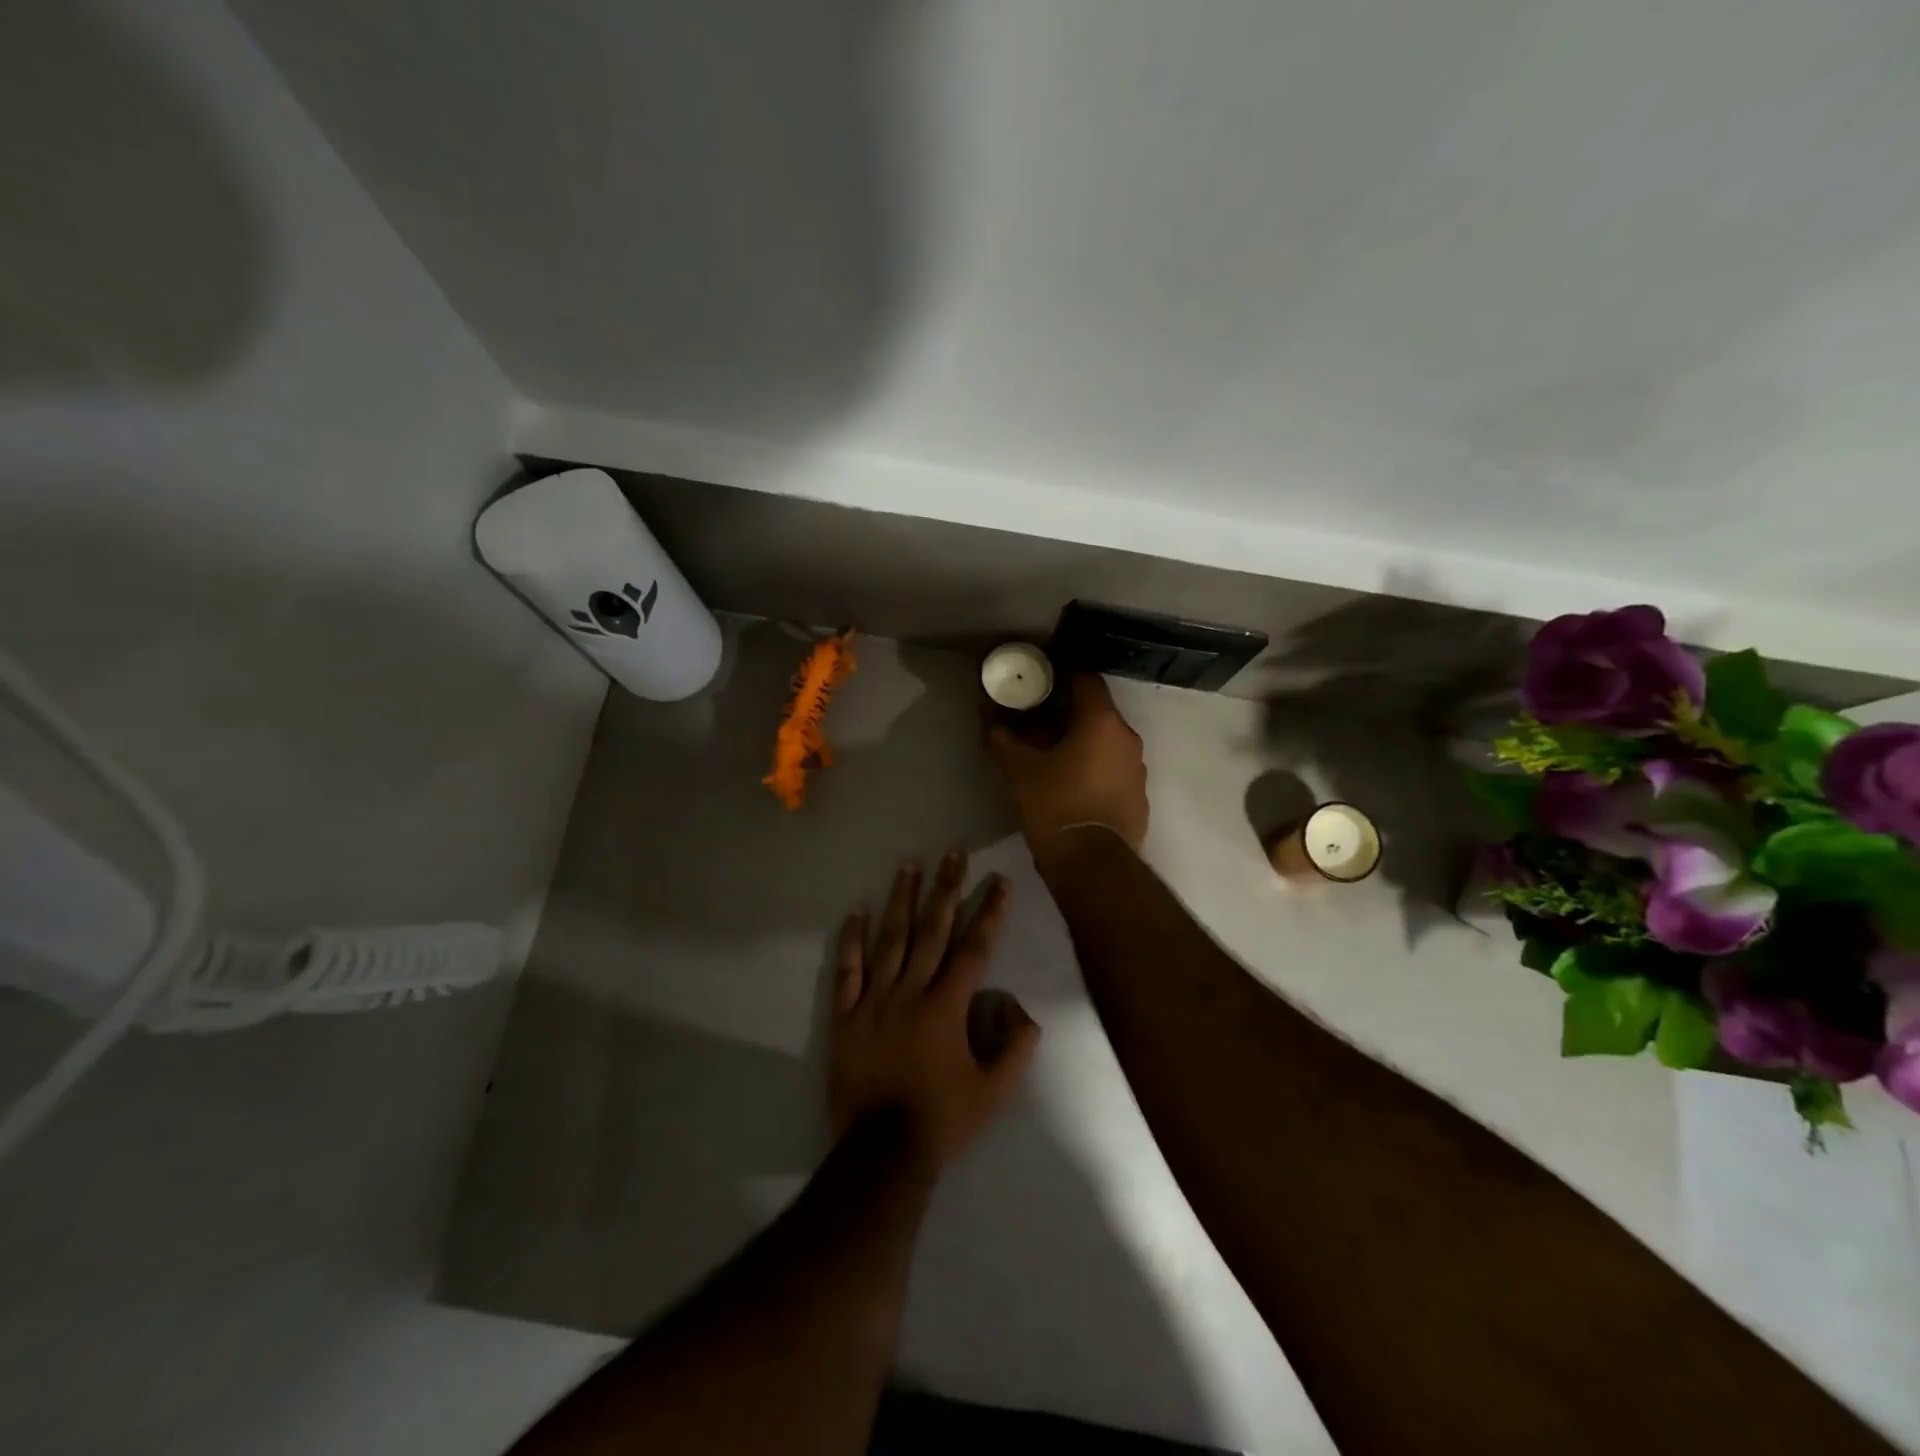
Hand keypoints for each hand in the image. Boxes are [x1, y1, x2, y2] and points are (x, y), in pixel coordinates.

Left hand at [829, 853, 1040, 1170]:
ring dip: (901, 900)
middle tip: (954, 854)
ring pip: (890, 939)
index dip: (990, 913)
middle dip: (946, 890)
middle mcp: (911, 992)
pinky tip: (857, 911)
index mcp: (947, 1006)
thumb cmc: (942, 1119)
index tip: (999, 882)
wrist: (881, 1153)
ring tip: (909, 865)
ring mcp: (874, 1000)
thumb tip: (1019, 1006)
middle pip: (932, 930)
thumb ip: (1016, 1046)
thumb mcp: (995, 1091)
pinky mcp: (845, 1015)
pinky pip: (848, 970)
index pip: (975, 949)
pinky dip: (852, 939)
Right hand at [986, 672, 1148, 862]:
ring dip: (1080, 741)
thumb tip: (989, 721)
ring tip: (1049, 755)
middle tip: (1035, 722)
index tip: (1038, 682)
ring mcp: (1137, 768)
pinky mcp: (1138, 795)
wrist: (1091, 863)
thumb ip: (1002, 739)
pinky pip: (1113, 768)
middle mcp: (1127, 738)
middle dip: (1065, 713)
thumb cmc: (1054, 805)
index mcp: (1102, 722)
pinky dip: (1093, 766)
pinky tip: (1070, 783)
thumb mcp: (1018, 770)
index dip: (1061, 676)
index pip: (1086, 679)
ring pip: (1105, 741)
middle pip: (1095, 712)